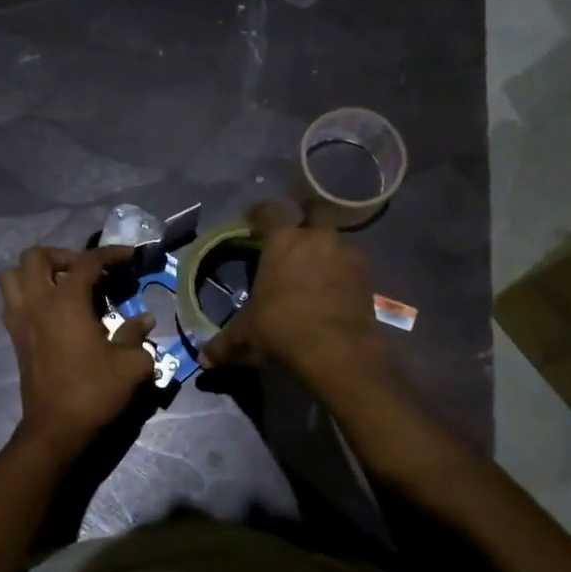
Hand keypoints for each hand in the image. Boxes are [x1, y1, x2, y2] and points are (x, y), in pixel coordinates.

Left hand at [0, 246, 154, 453]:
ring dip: (36, 273)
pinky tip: (51, 311)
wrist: (56, 428)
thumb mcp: (131, 364)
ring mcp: (20, 320)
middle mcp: (38, 303)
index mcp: (67, 302)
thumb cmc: (95, 392)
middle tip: (87, 273)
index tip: (130, 257)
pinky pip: (11, 302)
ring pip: (13, 275)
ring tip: (61, 286)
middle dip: (64, 256)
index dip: (111, 254)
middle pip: (37, 257)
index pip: (87, 262)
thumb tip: (144, 320)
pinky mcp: (15, 339)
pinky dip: (28, 295)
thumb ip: (137, 335)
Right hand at [200, 202, 389, 388]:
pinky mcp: (367, 276)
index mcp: (282, 242)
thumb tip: (203, 360)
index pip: (269, 211)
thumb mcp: (247, 336)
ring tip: (316, 268)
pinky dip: (342, 271)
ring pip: (335, 239)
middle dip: (305, 216)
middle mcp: (317, 239)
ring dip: (326, 248)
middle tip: (295, 233)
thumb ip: (225, 344)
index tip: (252, 219)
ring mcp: (346, 254)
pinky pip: (351, 264)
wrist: (337, 350)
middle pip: (314, 211)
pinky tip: (334, 290)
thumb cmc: (282, 329)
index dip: (259, 213)